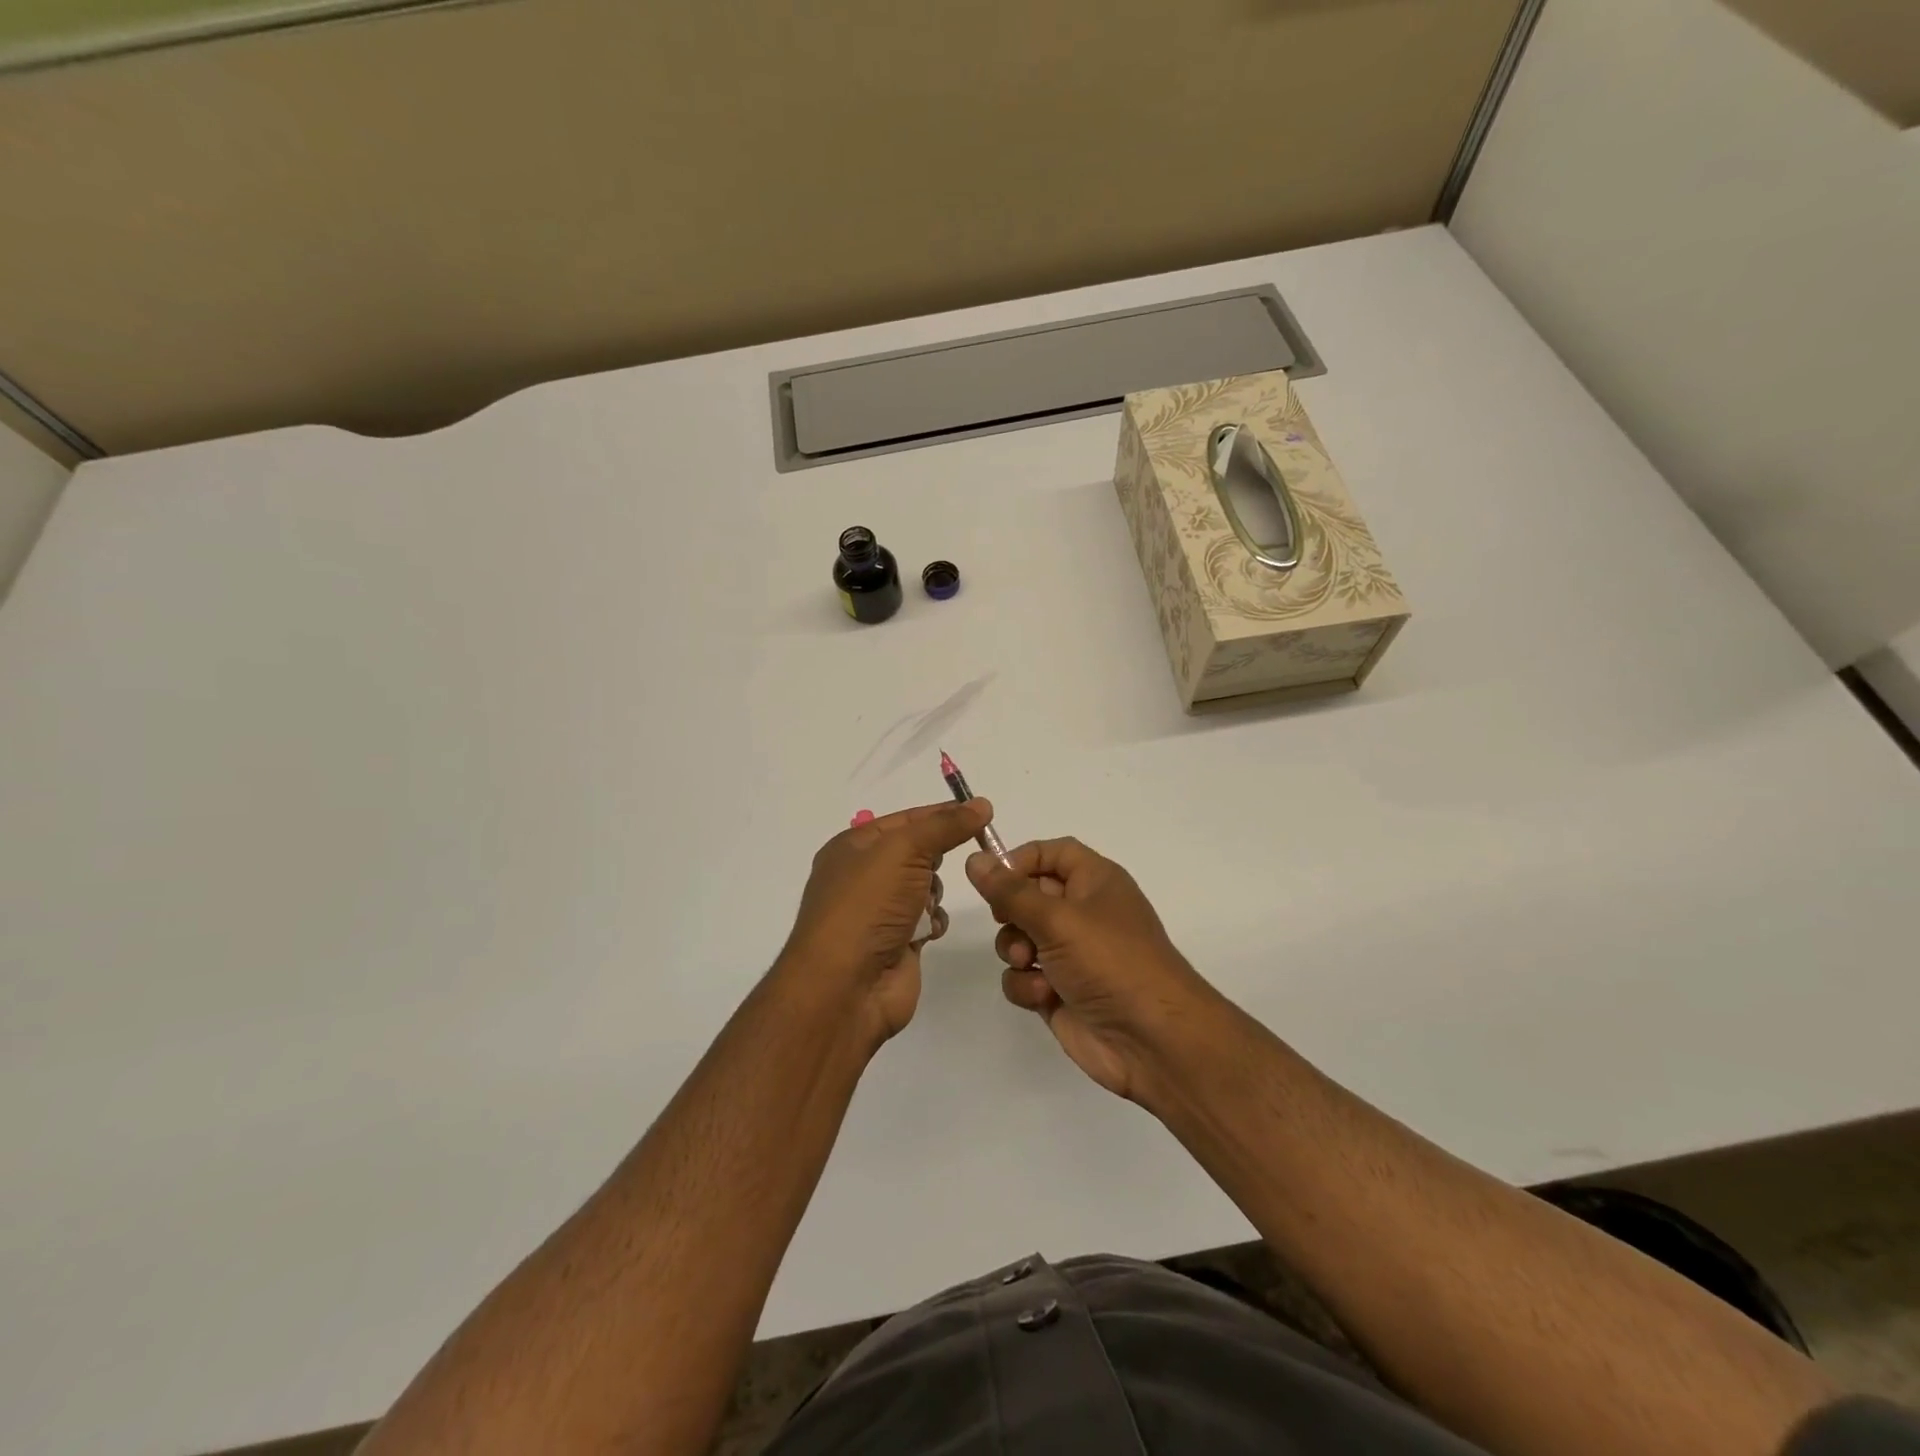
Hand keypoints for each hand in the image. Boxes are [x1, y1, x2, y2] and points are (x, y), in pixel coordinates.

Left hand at [780, 798, 993, 1048]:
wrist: (846, 986)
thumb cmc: (868, 906)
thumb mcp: (904, 850)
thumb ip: (945, 826)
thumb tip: (981, 805)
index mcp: (852, 847)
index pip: (905, 819)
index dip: (940, 814)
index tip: (981, 812)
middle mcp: (862, 876)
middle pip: (916, 852)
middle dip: (936, 858)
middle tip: (954, 860)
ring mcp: (878, 912)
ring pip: (925, 886)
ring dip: (934, 893)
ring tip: (926, 905)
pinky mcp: (896, 942)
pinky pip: (927, 919)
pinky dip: (933, 922)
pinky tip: (928, 931)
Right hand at [966, 837, 1219, 1104]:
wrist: (1152, 1039)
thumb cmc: (1110, 961)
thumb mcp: (1058, 918)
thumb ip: (1010, 891)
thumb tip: (975, 860)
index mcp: (1095, 881)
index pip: (1052, 853)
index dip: (1020, 859)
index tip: (992, 876)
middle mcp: (1083, 912)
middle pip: (1029, 895)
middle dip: (1011, 912)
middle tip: (1007, 921)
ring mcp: (1070, 954)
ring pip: (1019, 938)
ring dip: (1015, 950)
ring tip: (1030, 963)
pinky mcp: (1059, 990)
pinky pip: (1024, 975)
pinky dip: (1027, 985)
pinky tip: (1044, 996)